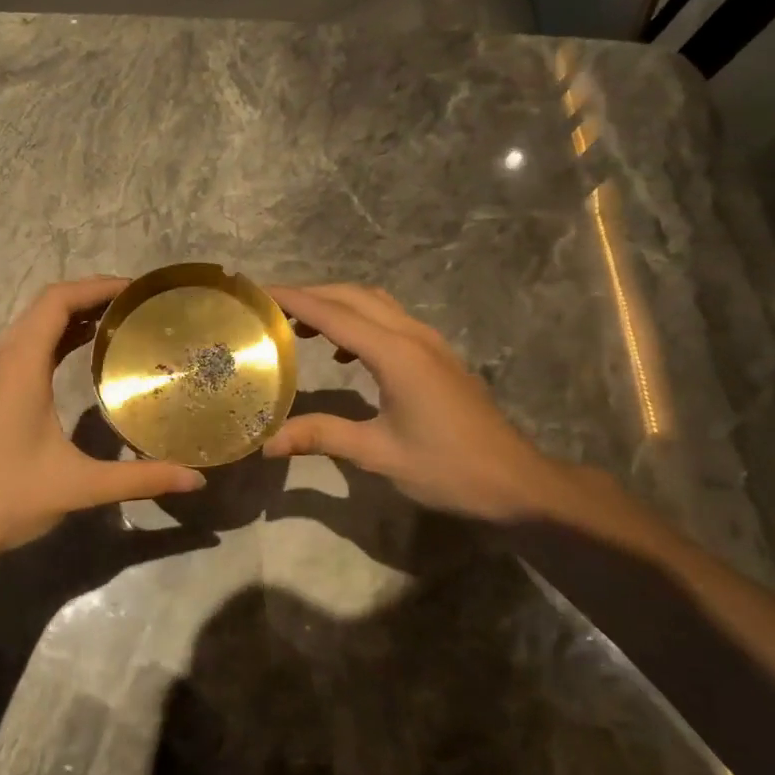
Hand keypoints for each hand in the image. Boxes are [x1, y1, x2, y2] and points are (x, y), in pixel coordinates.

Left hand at [0, 278, 205, 571]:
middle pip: (45, 306)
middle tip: (137, 307)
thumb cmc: (5, 498)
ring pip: (31, 326)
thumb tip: (196, 478)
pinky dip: (54, 340)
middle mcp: (0, 360)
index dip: (97, 286)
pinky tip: (78, 360)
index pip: (57, 301)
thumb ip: (140, 478)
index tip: (137, 290)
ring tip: (116, 325)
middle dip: (90, 297)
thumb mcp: (79, 487)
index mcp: (20, 367)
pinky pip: (22, 348)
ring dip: (71, 317)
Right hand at [263, 283, 579, 523]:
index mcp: (396, 354)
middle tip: (271, 308)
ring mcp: (430, 342)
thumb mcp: (379, 454)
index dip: (293, 299)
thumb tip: (267, 443)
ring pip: (375, 303)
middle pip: (354, 296)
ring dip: (337, 304)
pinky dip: (359, 320)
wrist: (517, 481)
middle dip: (311, 294)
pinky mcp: (438, 355)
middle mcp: (413, 335)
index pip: (333, 314)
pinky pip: (390, 320)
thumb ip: (323, 437)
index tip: (257, 293)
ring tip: (300, 326)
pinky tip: (344, 352)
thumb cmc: (448, 469)